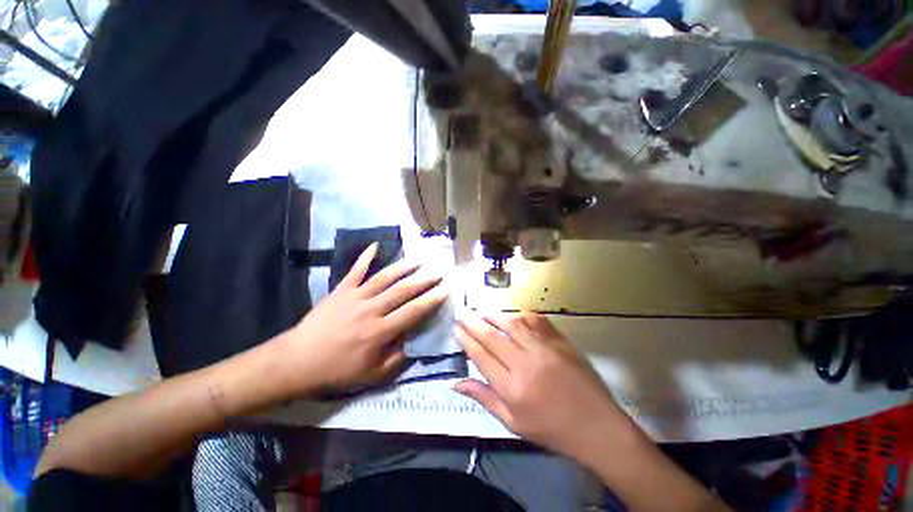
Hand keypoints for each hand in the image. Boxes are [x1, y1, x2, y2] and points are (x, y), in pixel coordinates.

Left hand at [278, 243, 447, 395]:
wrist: (297, 361)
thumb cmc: (337, 370)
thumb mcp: (372, 375)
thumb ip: (397, 359)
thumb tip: (413, 341)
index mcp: (380, 331)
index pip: (413, 311)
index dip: (432, 299)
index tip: (445, 289)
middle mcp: (371, 309)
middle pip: (403, 290)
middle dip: (424, 279)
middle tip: (439, 271)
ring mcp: (355, 296)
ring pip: (385, 277)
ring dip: (404, 266)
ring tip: (420, 258)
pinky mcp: (341, 290)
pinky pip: (355, 270)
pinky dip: (365, 257)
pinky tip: (376, 245)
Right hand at [454, 311, 625, 459]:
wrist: (597, 427)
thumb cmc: (552, 430)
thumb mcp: (513, 423)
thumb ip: (484, 399)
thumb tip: (456, 383)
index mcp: (512, 388)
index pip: (481, 356)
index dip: (466, 340)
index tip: (456, 329)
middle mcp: (525, 364)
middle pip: (493, 337)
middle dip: (473, 323)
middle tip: (461, 312)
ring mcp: (545, 350)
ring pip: (512, 325)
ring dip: (494, 315)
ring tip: (482, 310)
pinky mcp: (561, 342)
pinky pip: (538, 321)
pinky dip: (524, 316)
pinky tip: (514, 315)